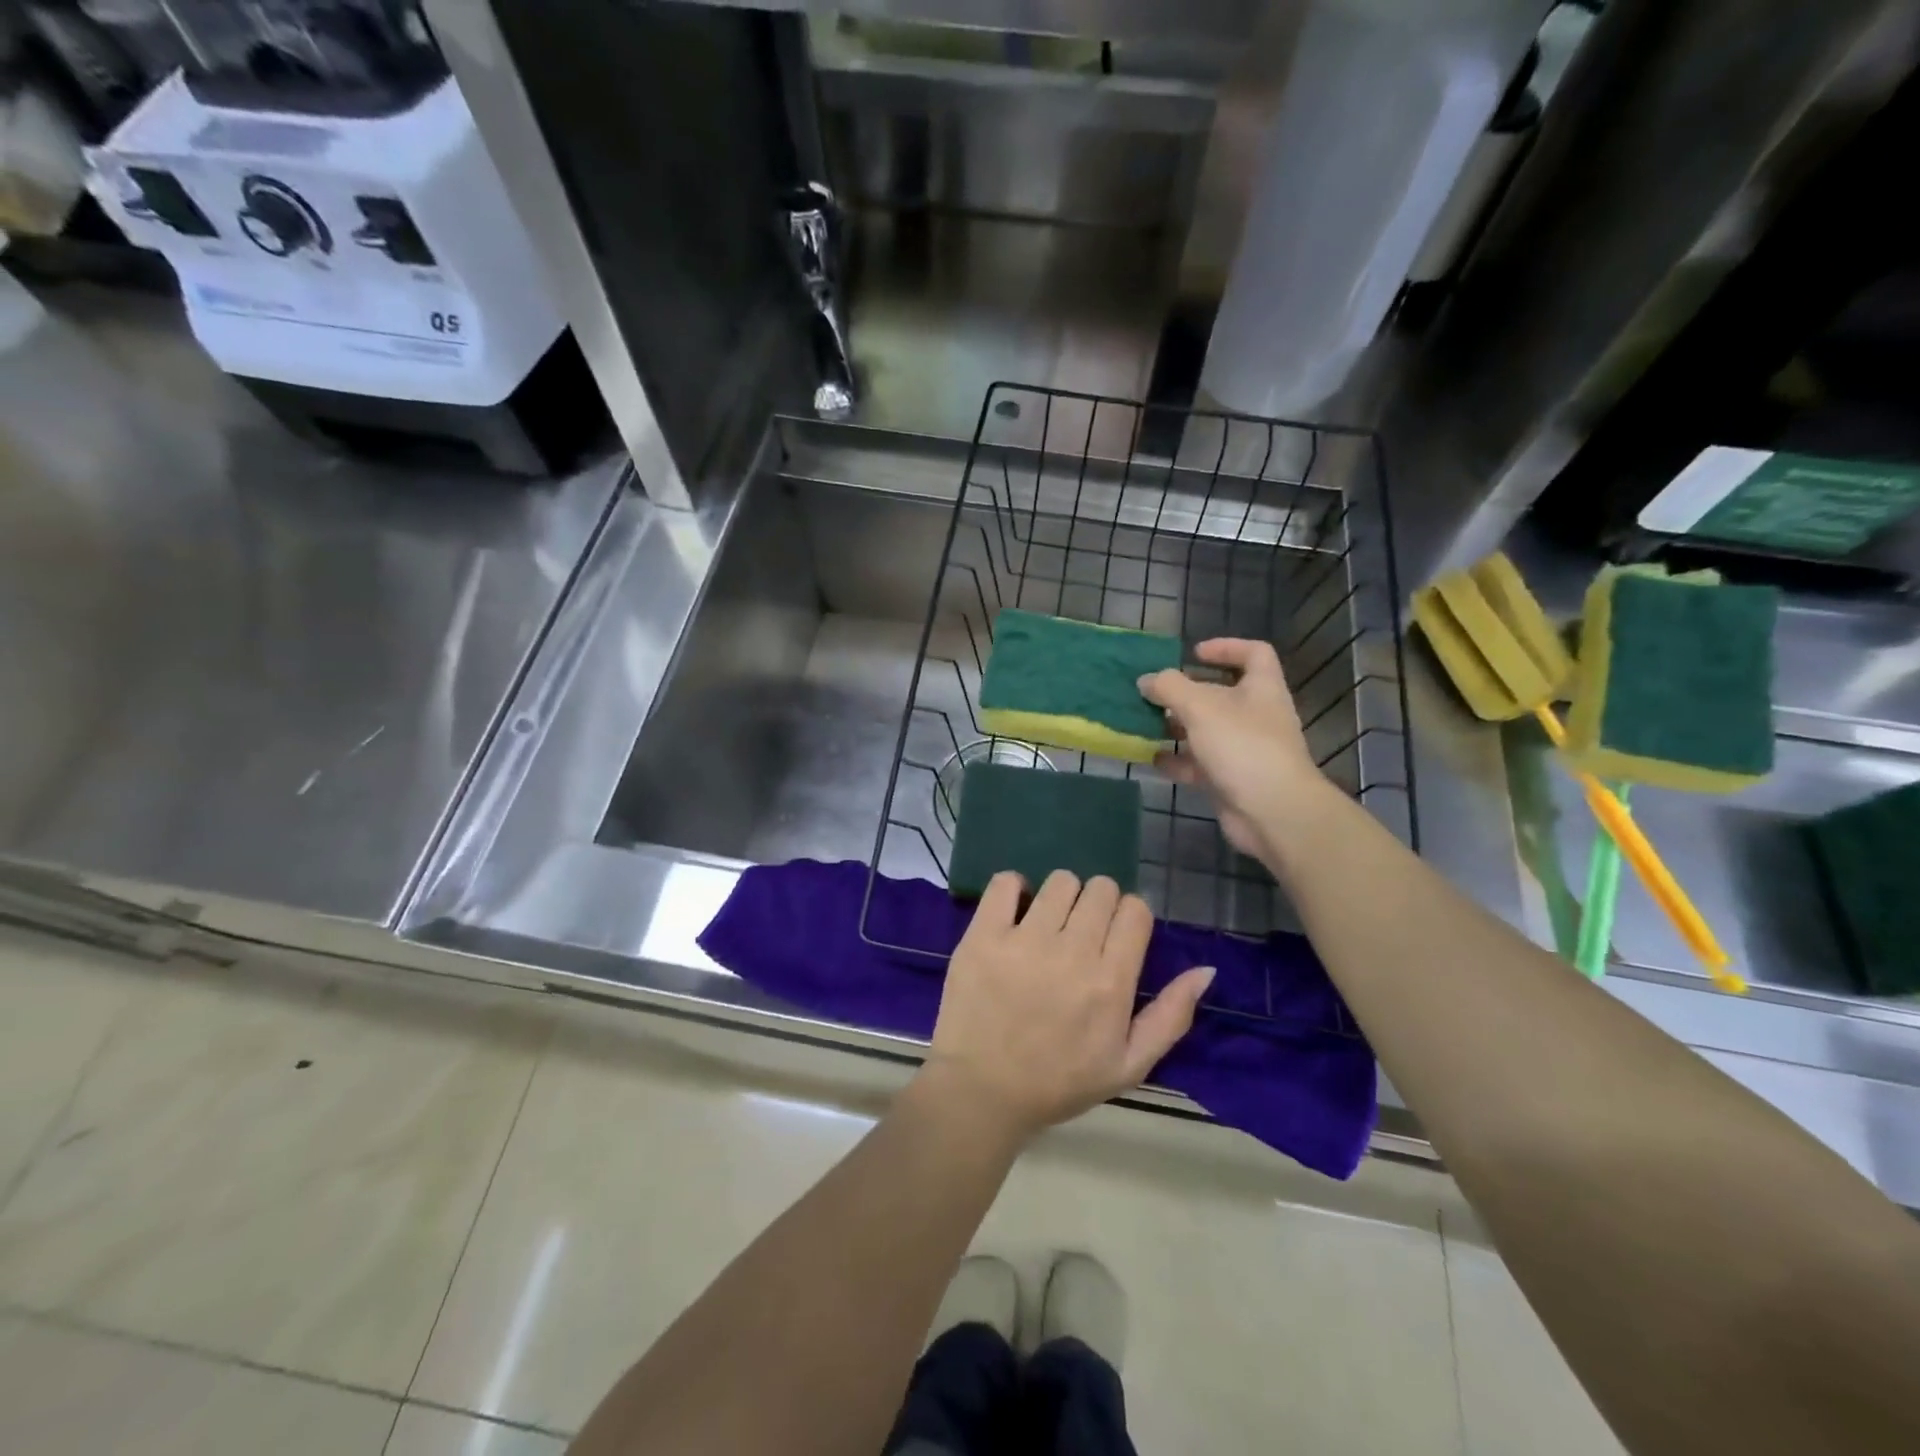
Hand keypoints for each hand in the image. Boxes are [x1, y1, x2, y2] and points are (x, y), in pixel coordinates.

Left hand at [923, 871, 1214, 1142]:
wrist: (982, 1092)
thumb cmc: (1058, 1082)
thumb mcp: (1129, 1065)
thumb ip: (1171, 1016)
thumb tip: (1206, 970)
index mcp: (1110, 982)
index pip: (1134, 910)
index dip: (1129, 918)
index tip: (1115, 937)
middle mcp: (1072, 952)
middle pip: (1101, 889)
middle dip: (1098, 905)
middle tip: (1080, 934)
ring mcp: (1024, 940)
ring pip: (1060, 881)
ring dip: (1060, 897)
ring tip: (1048, 926)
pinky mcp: (983, 935)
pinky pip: (1005, 882)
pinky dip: (1013, 889)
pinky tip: (1014, 914)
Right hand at [1138, 638, 1327, 861]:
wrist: (1273, 813)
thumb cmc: (1242, 747)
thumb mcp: (1201, 707)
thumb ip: (1169, 688)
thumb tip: (1146, 681)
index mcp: (1261, 689)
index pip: (1253, 653)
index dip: (1226, 647)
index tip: (1193, 654)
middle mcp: (1255, 716)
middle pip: (1221, 694)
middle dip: (1186, 692)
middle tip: (1154, 693)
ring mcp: (1244, 750)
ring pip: (1206, 730)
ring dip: (1176, 726)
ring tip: (1144, 723)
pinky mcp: (1230, 780)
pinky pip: (1198, 764)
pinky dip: (1176, 760)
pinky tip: (1151, 758)